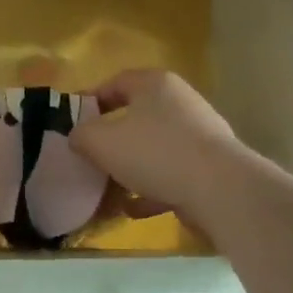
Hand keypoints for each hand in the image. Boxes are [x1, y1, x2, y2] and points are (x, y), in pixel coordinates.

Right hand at [71, 69, 249, 227]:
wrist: (220, 190)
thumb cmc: (154, 153)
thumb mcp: (101, 141)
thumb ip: (81, 135)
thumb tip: (78, 137)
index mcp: (155, 84)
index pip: (116, 82)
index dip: (90, 100)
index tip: (72, 122)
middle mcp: (180, 103)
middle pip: (136, 117)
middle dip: (110, 140)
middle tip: (89, 157)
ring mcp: (199, 136)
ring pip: (153, 149)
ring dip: (129, 169)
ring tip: (107, 189)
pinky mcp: (209, 167)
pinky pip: (170, 175)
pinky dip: (150, 190)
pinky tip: (132, 209)